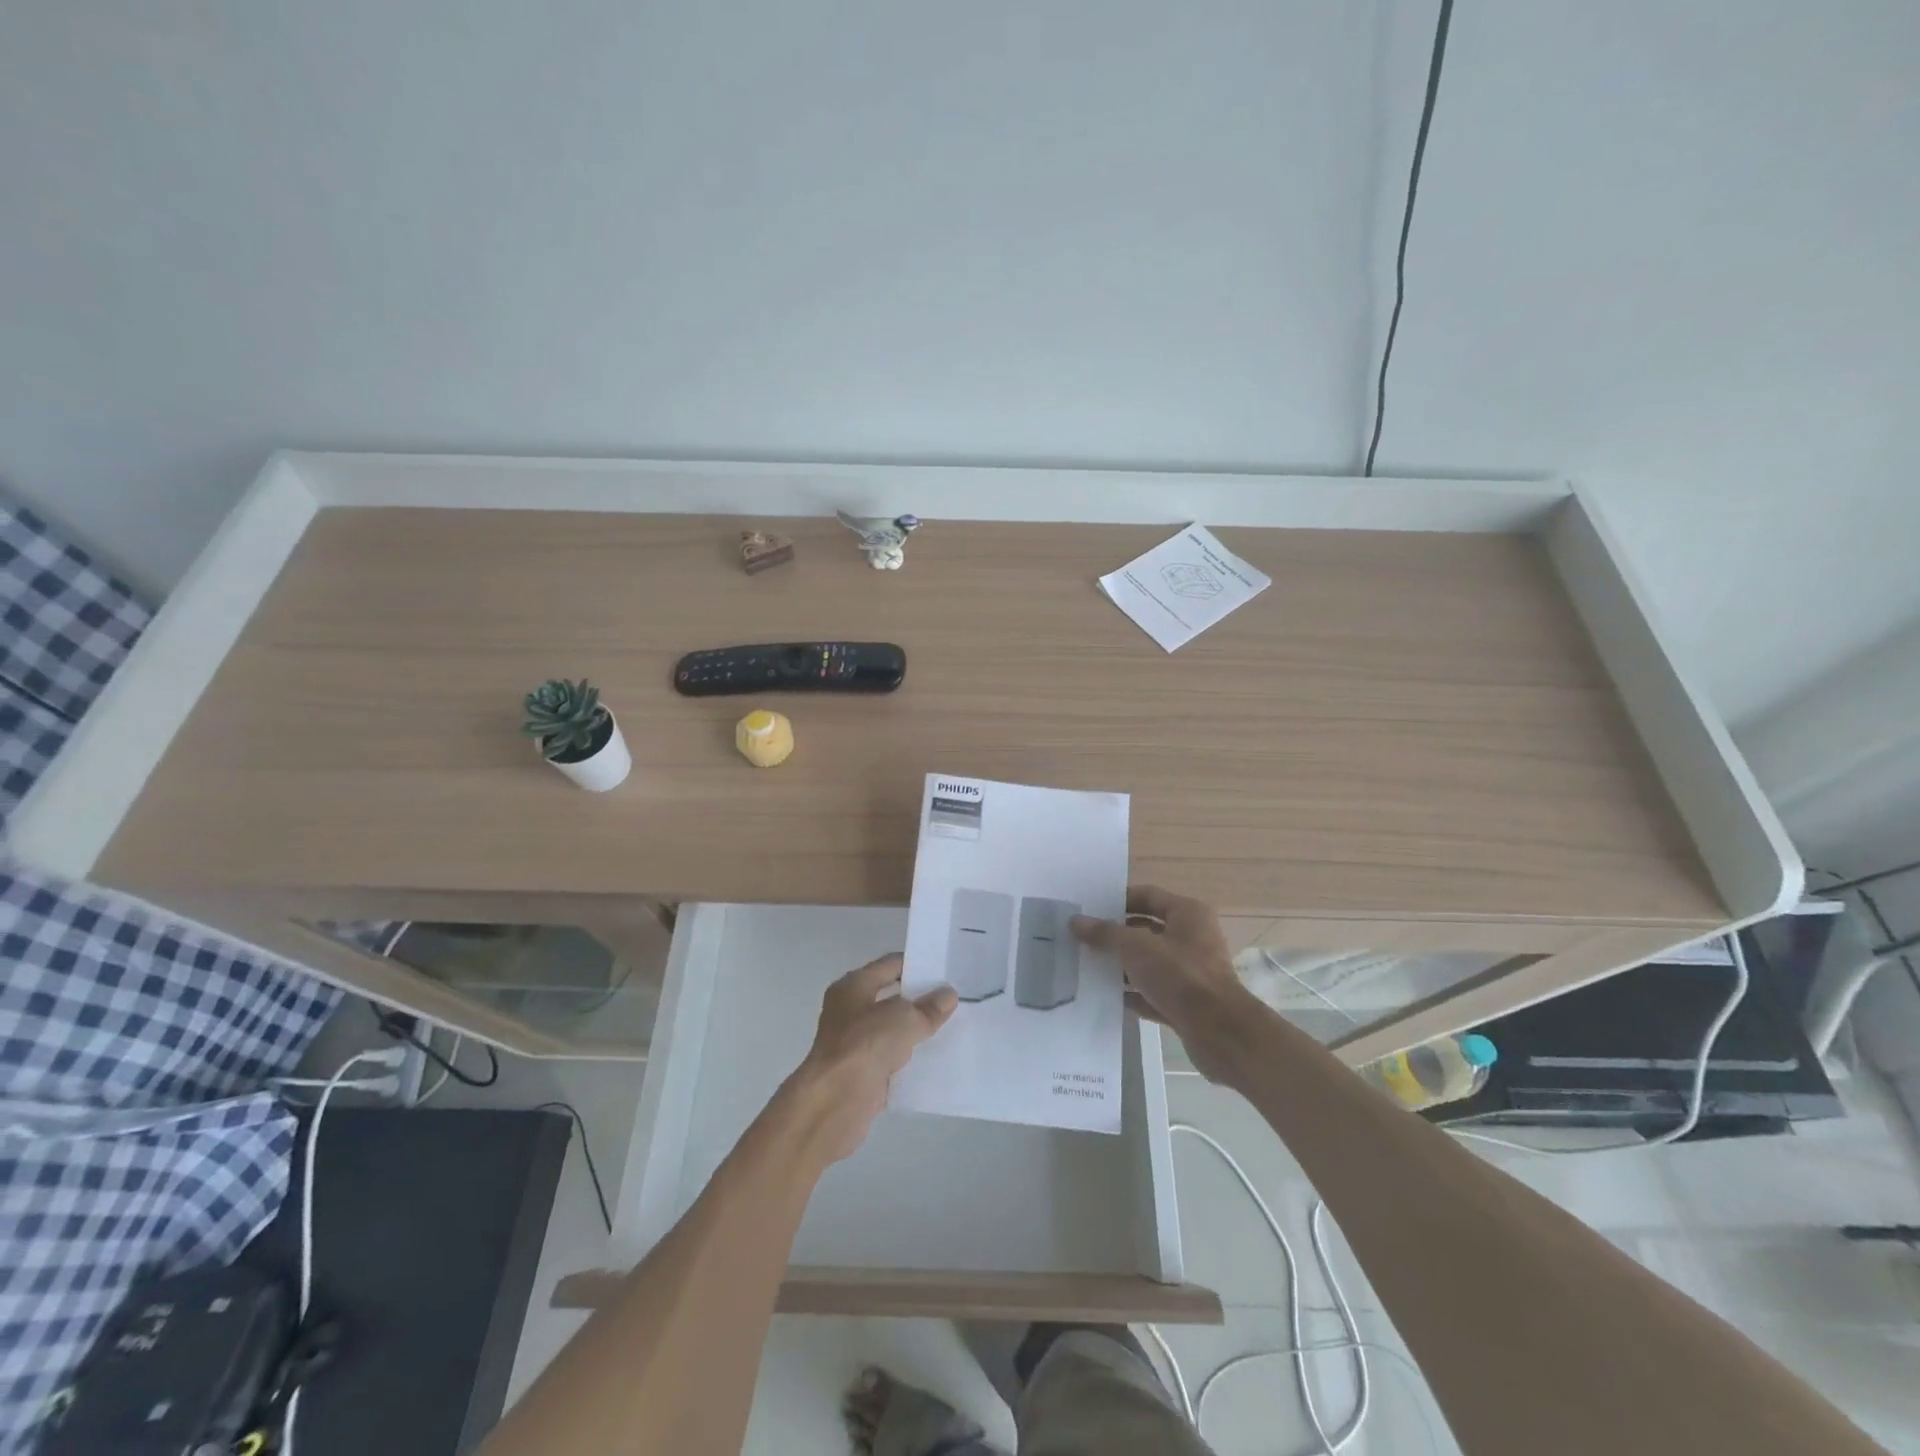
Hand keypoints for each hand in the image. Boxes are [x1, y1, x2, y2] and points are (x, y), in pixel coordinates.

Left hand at [786, 955, 957, 1163]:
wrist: (834, 1103)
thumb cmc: (864, 1045)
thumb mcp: (904, 1018)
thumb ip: (928, 1007)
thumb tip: (948, 995)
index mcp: (854, 986)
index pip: (890, 965)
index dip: (917, 964)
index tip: (946, 969)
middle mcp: (851, 1010)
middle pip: (892, 998)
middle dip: (920, 999)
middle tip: (955, 998)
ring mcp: (855, 1043)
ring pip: (893, 1030)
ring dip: (917, 1031)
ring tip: (953, 1027)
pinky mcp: (863, 1073)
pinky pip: (892, 1059)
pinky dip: (911, 1060)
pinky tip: (937, 1060)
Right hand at [1072, 885, 1259, 1082]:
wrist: (1219, 1033)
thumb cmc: (1180, 976)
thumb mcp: (1136, 948)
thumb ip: (1105, 933)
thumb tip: (1075, 921)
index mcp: (1188, 914)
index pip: (1147, 895)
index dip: (1118, 900)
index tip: (1089, 909)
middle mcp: (1193, 937)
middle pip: (1147, 929)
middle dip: (1116, 935)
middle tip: (1083, 938)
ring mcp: (1191, 971)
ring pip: (1149, 962)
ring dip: (1122, 965)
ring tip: (1088, 966)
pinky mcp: (1188, 1002)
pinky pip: (1154, 990)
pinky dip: (1134, 992)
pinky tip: (1108, 997)